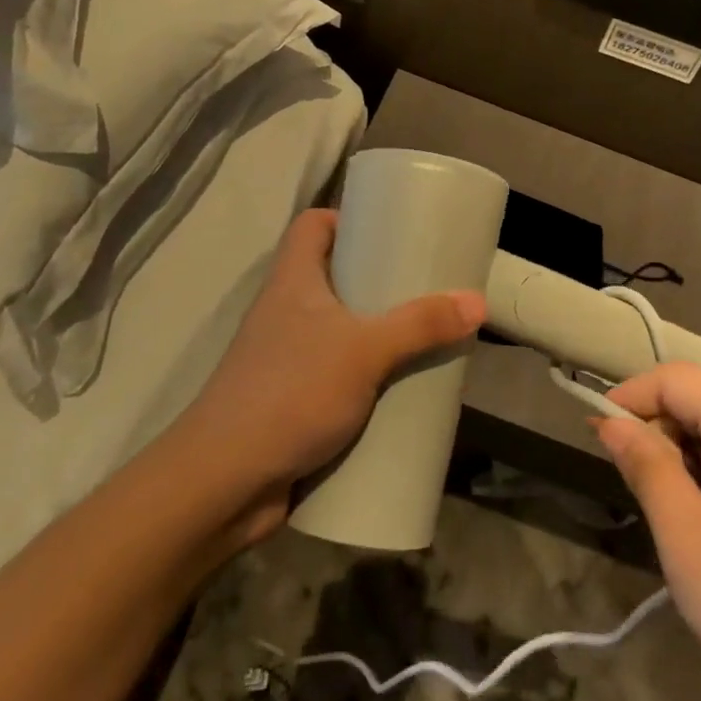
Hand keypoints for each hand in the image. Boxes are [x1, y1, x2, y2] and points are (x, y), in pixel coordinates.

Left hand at [184, 208, 484, 542]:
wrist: (223, 483)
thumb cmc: (291, 392)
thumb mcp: (365, 350)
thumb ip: (421, 325)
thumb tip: (477, 301)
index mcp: (293, 281)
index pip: (311, 225)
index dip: (346, 217)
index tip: (389, 229)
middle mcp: (285, 312)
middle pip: (332, 276)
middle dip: (378, 280)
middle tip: (423, 285)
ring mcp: (287, 358)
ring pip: (337, 329)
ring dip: (375, 333)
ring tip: (422, 335)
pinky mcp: (292, 400)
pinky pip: (337, 374)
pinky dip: (366, 377)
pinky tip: (398, 388)